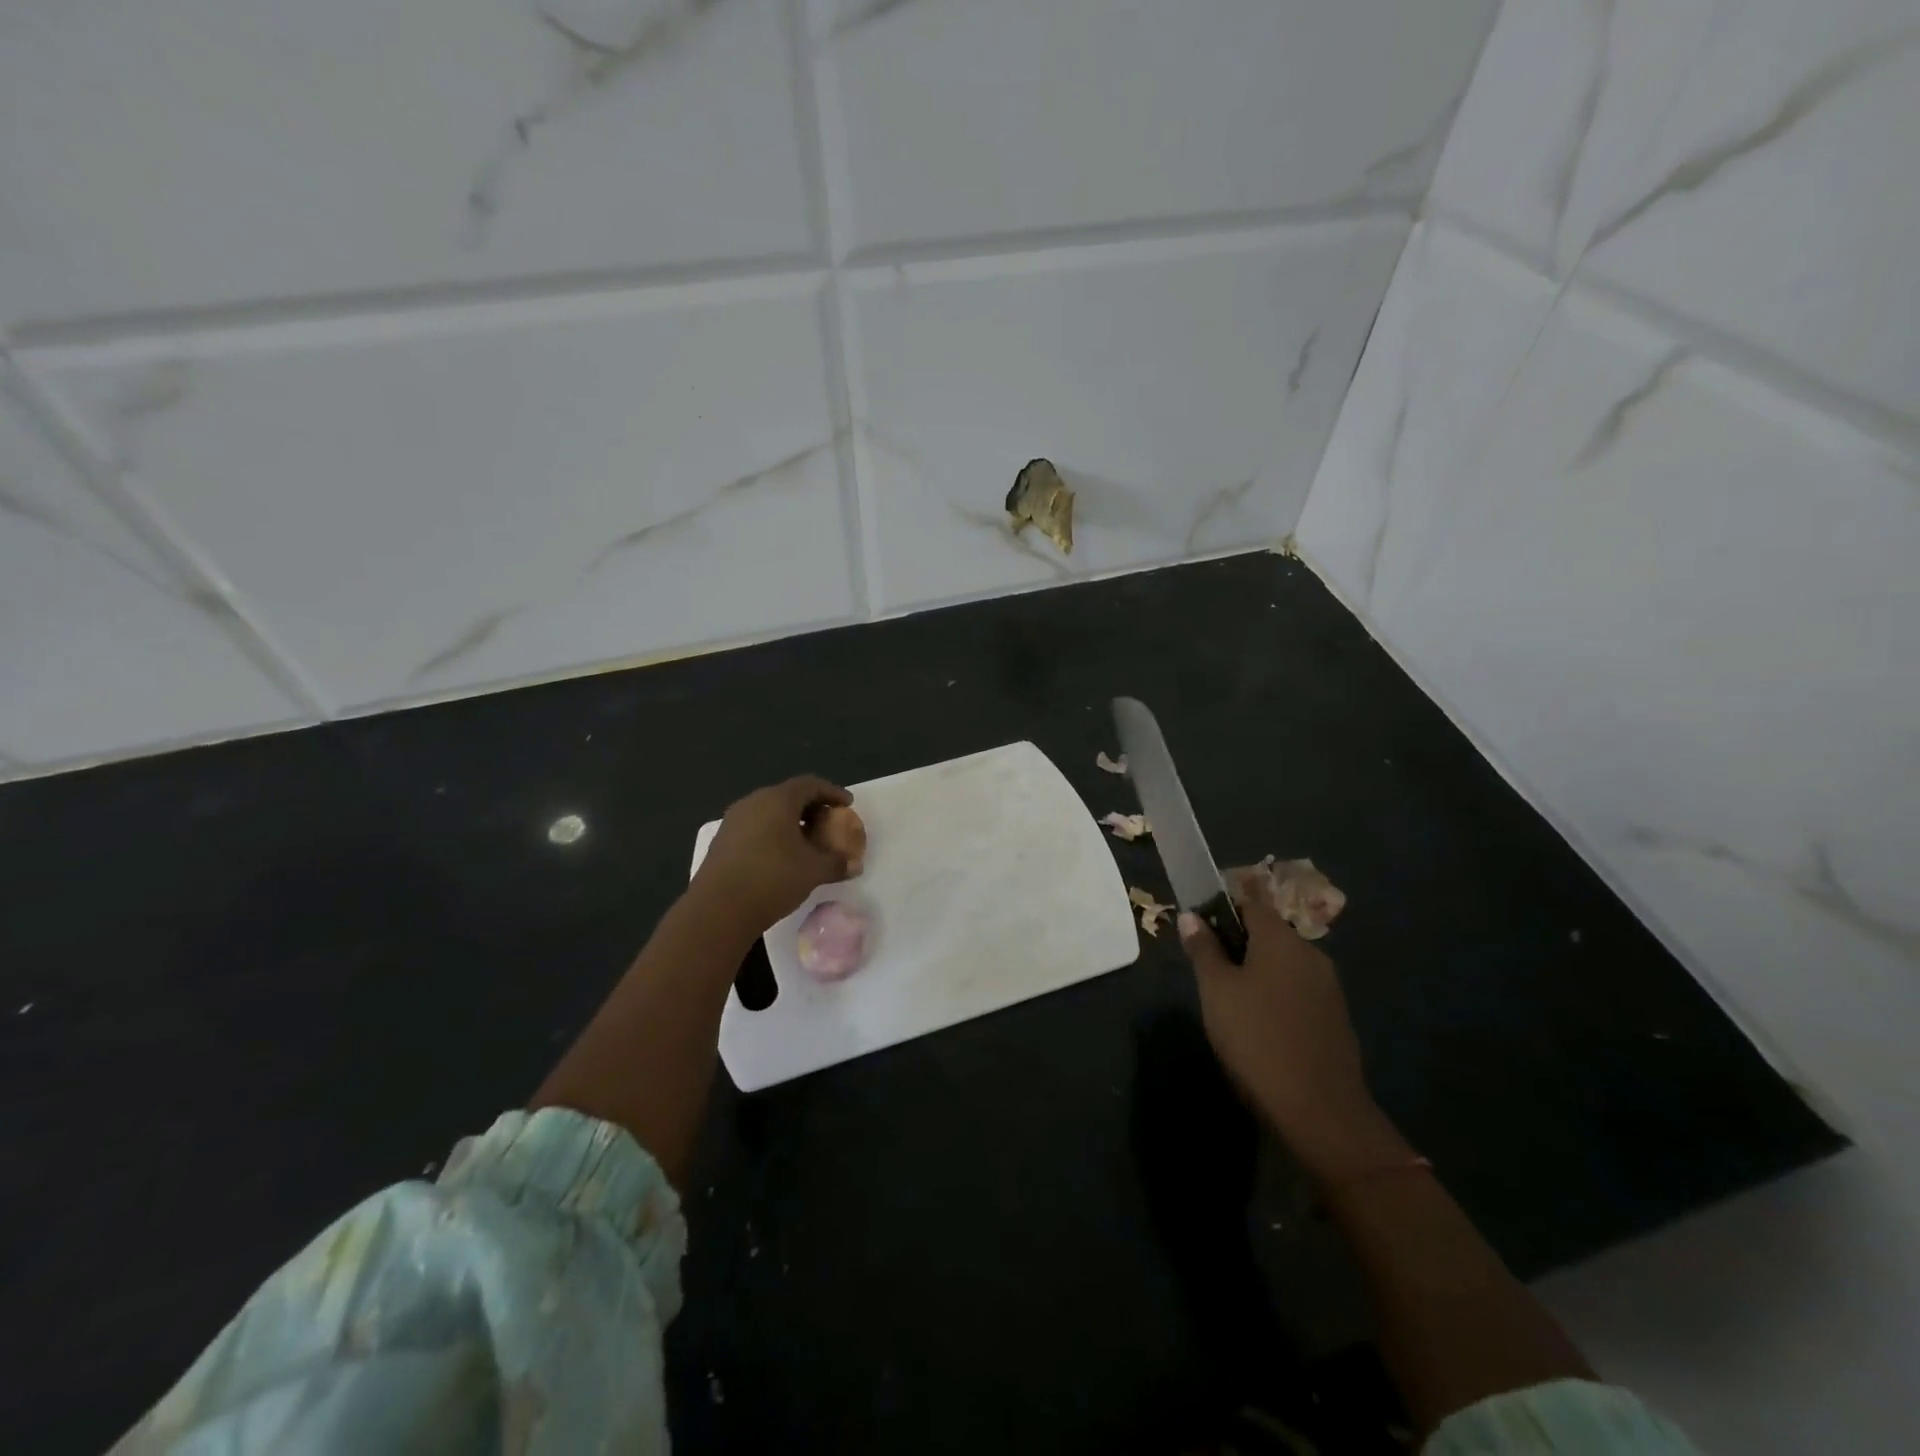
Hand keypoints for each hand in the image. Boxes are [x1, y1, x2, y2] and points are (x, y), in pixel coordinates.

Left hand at [691, 775, 855, 930]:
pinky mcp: (722, 841)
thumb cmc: (772, 879)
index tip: (847, 805)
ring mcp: (734, 821)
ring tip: (807, 842)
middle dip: (812, 808)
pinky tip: (781, 856)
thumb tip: (854, 865)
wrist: (718, 909)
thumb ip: (837, 863)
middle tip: (829, 823)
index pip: (810, 785)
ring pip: (769, 812)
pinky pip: (755, 827)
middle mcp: (753, 802)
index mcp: (777, 800)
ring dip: (791, 822)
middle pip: (788, 796)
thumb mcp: (814, 871)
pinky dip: (773, 834)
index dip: (832, 792)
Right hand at [1179, 876, 1396, 1181]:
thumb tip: (1191, 916)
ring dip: (1258, 970)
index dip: (1224, 905)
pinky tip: (1259, 1023)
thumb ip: (1203, 949)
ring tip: (1229, 999)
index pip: (1251, 901)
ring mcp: (1328, 987)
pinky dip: (1276, 995)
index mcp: (1281, 939)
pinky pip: (1298, 990)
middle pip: (1269, 933)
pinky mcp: (1335, 1018)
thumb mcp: (1216, 990)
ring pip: (1284, 964)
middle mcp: (1310, 953)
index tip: (1201, 922)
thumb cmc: (1256, 1038)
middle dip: (1239, 942)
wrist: (1319, 1110)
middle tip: (1208, 967)